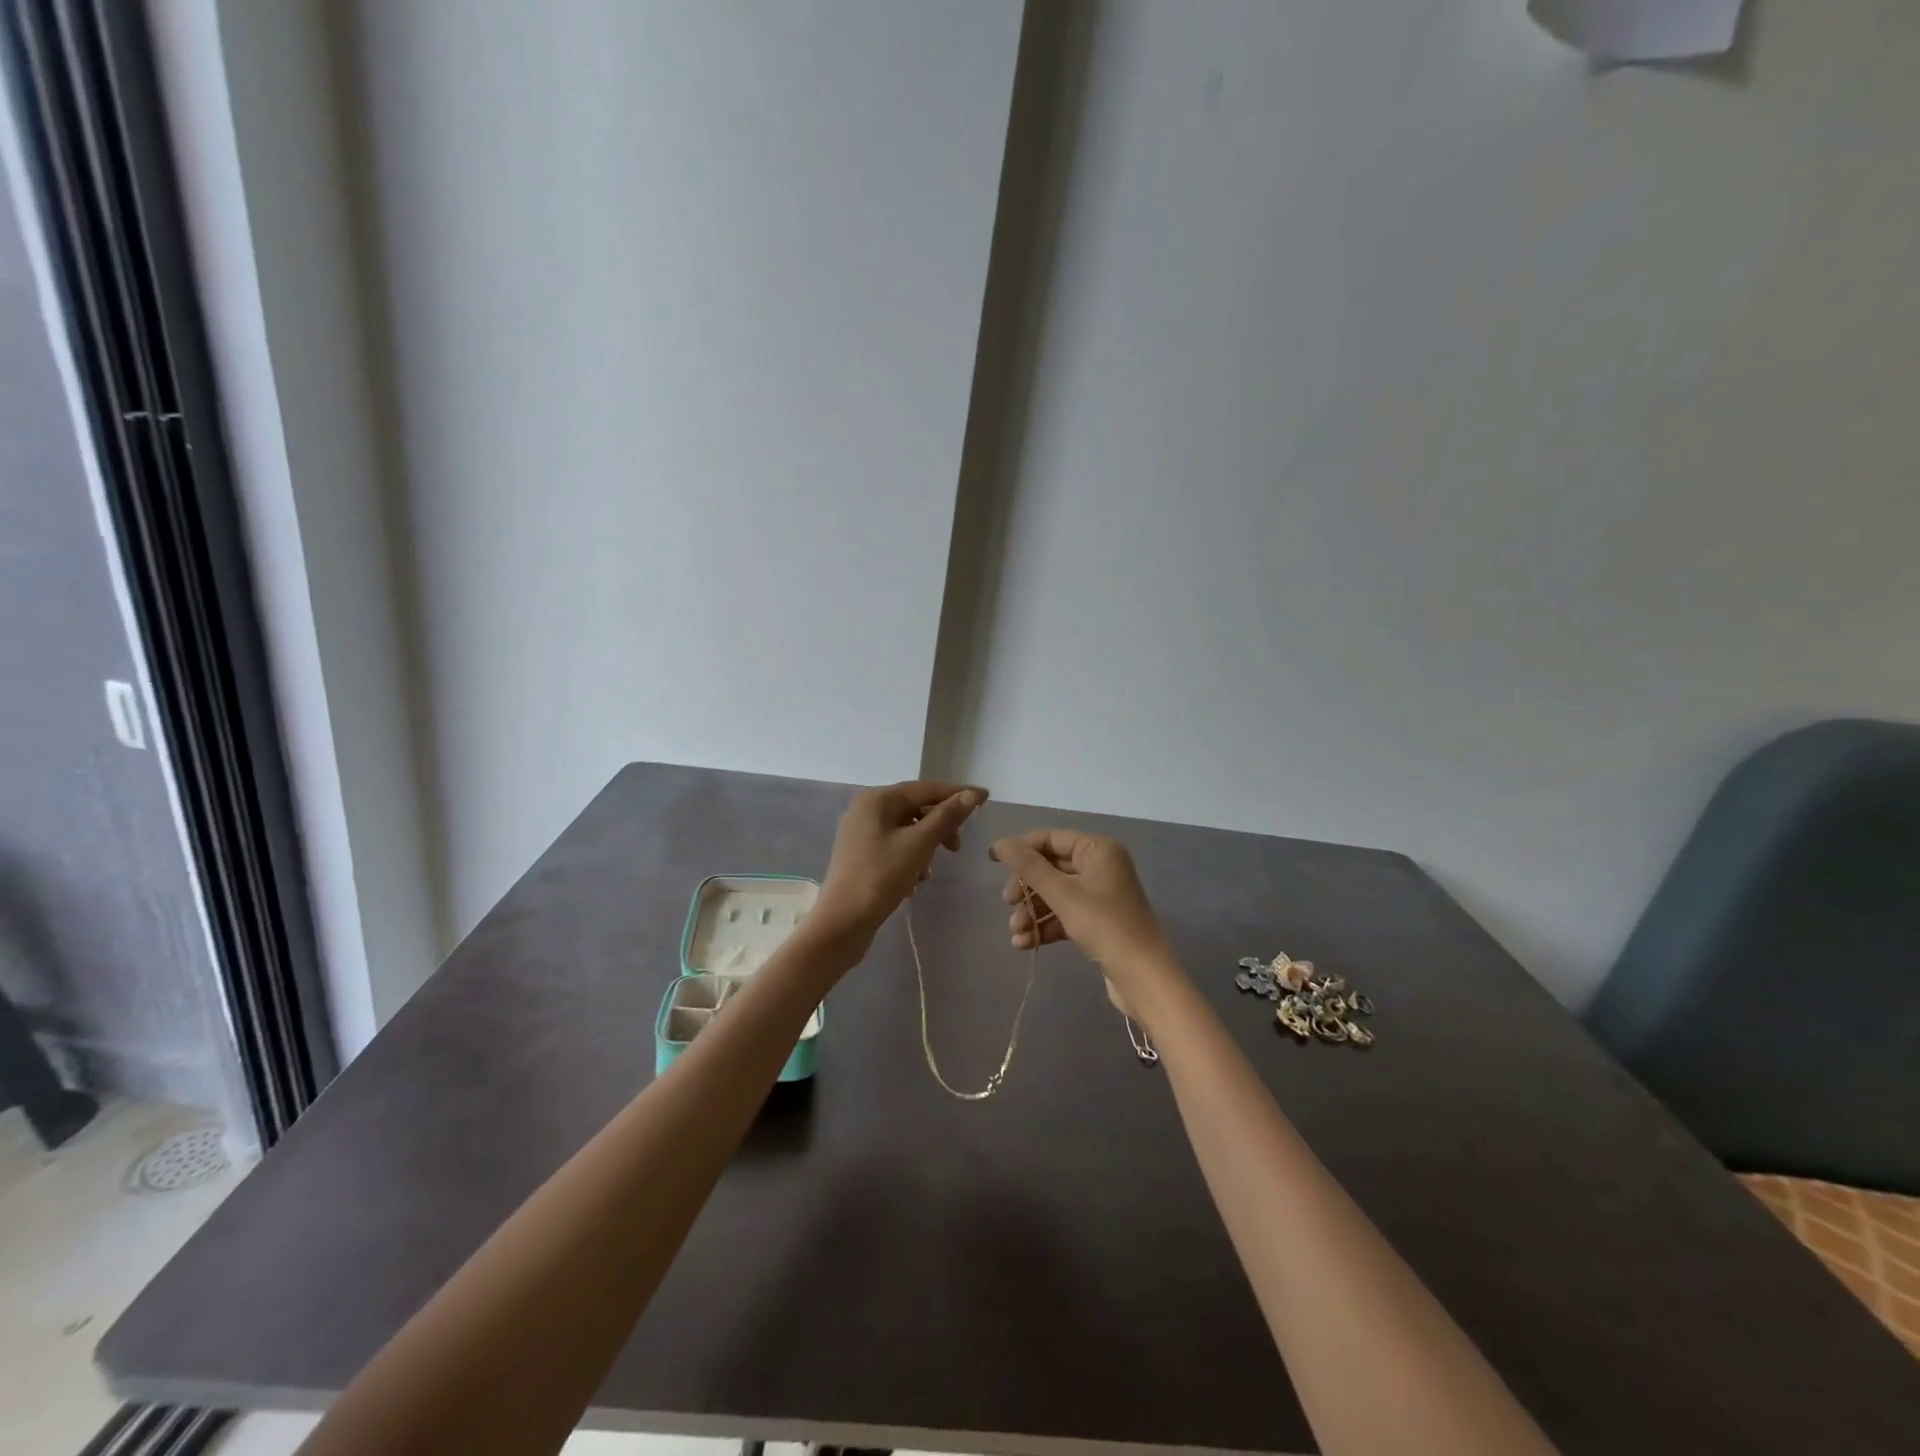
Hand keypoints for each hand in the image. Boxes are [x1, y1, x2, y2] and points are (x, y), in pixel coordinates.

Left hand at [814, 781, 986, 955]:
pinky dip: (911, 857)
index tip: (986, 798)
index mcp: (877, 799)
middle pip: (915, 807)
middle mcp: (866, 809)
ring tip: (931, 871)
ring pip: (906, 829)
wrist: (841, 923)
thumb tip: (971, 795)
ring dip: (926, 845)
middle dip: (940, 825)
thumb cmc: (880, 878)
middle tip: (958, 847)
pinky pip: (895, 846)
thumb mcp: (918, 845)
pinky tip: (917, 880)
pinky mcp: (861, 855)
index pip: (925, 789)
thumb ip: (946, 817)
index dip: (957, 793)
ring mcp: (861, 833)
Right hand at [989, 829, 1178, 1012]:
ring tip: (1016, 934)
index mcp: (1098, 850)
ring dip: (1031, 912)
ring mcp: (1100, 895)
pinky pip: (1063, 915)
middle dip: (1026, 888)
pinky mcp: (1097, 922)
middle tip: (1008, 904)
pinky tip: (1025, 944)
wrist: (1143, 978)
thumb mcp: (1062, 894)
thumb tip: (1000, 843)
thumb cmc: (1105, 926)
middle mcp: (1100, 866)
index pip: (1050, 839)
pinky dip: (1044, 926)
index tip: (991, 862)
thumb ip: (1029, 867)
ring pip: (1054, 895)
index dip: (1020, 849)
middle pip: (1050, 868)